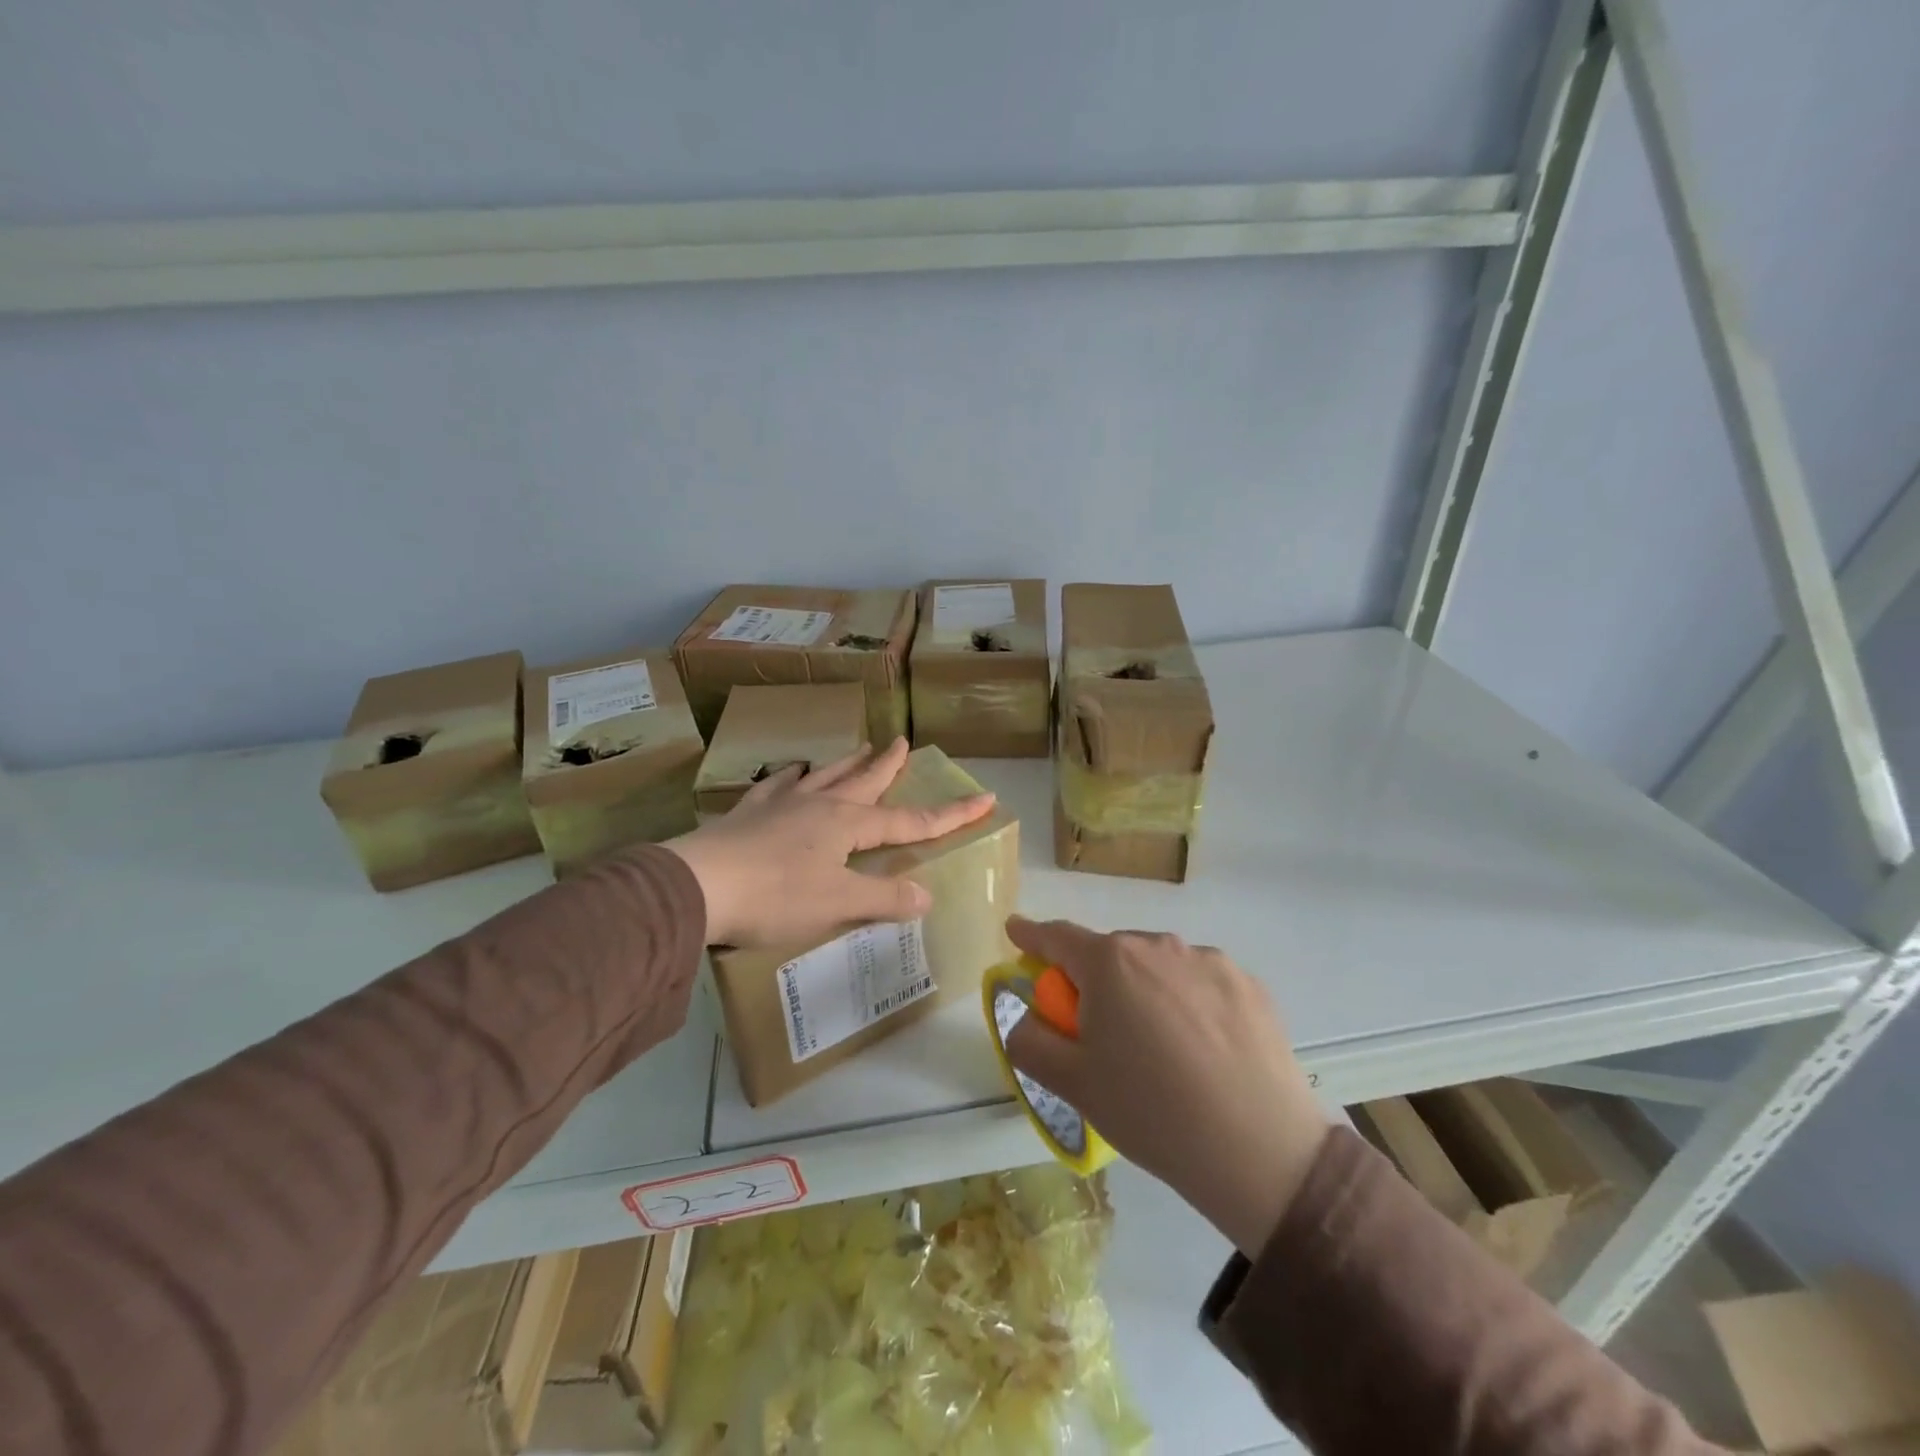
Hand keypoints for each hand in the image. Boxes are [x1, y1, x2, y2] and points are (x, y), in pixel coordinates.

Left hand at [664, 738, 995, 948]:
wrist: (697, 885)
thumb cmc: (774, 896)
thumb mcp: (837, 904)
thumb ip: (884, 898)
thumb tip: (926, 895)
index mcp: (846, 825)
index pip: (911, 821)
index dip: (951, 814)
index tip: (984, 798)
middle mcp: (818, 805)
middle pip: (864, 781)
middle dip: (889, 765)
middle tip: (904, 742)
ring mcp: (780, 805)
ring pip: (824, 776)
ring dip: (847, 763)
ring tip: (861, 747)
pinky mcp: (748, 814)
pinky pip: (777, 787)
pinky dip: (790, 778)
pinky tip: (791, 772)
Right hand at [1003, 917, 1329, 1257]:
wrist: (1260, 1152)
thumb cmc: (1151, 1112)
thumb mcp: (1072, 1085)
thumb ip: (1030, 1041)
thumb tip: (1026, 1016)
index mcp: (1109, 963)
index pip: (1057, 937)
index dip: (1031, 935)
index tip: (1017, 931)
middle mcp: (1158, 945)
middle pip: (1110, 955)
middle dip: (1096, 981)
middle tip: (1102, 1034)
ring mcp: (1209, 960)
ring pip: (1158, 967)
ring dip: (1145, 991)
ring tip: (1162, 1051)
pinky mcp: (1248, 984)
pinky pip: (1200, 983)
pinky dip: (1189, 1004)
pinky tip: (1205, 1053)